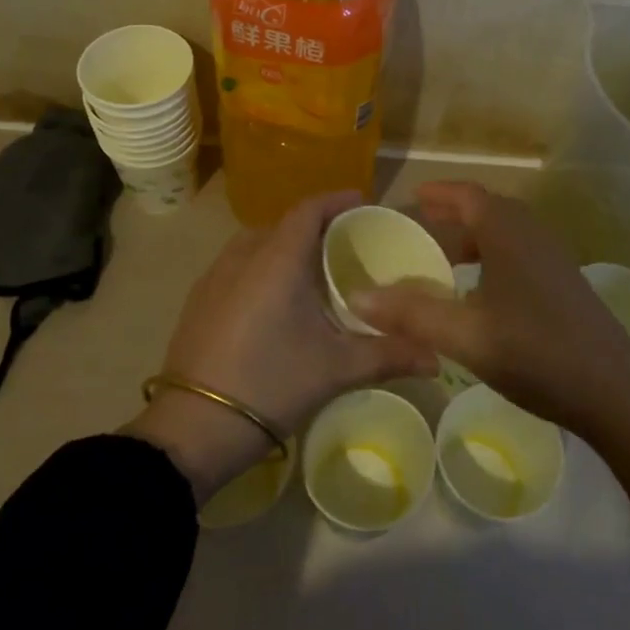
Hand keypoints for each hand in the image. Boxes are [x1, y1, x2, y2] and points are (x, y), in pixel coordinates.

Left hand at [123, 191, 438, 501]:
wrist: (192, 429)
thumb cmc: (270, 383)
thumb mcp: (336, 369)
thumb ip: (389, 354)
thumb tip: (437, 356)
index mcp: (277, 258)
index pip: (310, 209)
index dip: (338, 200)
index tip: (364, 203)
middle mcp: (243, 255)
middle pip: (285, 224)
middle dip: (317, 226)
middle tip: (347, 245)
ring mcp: (214, 277)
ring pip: (258, 244)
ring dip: (287, 247)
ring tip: (314, 272)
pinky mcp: (199, 300)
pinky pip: (238, 265)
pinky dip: (263, 267)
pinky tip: (277, 301)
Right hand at [354, 181, 629, 435]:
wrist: (614, 391)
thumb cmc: (535, 352)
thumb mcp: (465, 336)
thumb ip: (411, 315)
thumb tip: (358, 297)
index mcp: (508, 233)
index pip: (467, 195)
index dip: (438, 193)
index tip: (412, 198)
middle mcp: (533, 234)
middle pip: (488, 210)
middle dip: (455, 213)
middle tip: (423, 226)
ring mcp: (554, 258)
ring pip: (507, 233)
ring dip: (476, 237)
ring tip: (447, 260)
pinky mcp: (566, 283)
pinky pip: (521, 253)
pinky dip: (495, 257)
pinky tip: (483, 293)